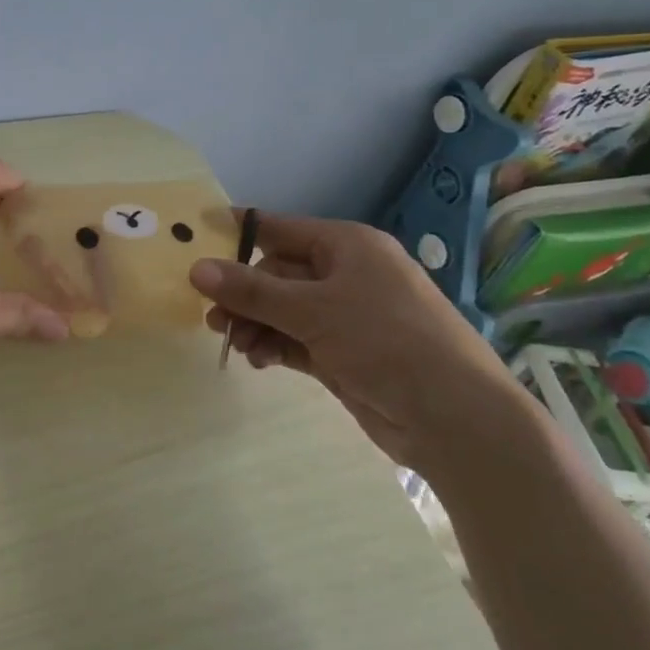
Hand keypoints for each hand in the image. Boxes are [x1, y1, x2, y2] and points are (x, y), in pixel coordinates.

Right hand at [189, 215, 543, 483]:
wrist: (456, 419)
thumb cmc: (387, 341)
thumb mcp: (314, 310)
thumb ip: (252, 291)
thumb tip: (195, 267)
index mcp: (347, 246)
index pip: (279, 230)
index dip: (237, 236)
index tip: (194, 243)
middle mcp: (346, 274)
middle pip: (277, 274)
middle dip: (244, 296)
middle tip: (213, 319)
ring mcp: (347, 316)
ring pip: (283, 310)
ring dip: (256, 324)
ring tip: (236, 344)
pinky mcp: (344, 354)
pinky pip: (296, 339)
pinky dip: (274, 346)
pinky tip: (258, 360)